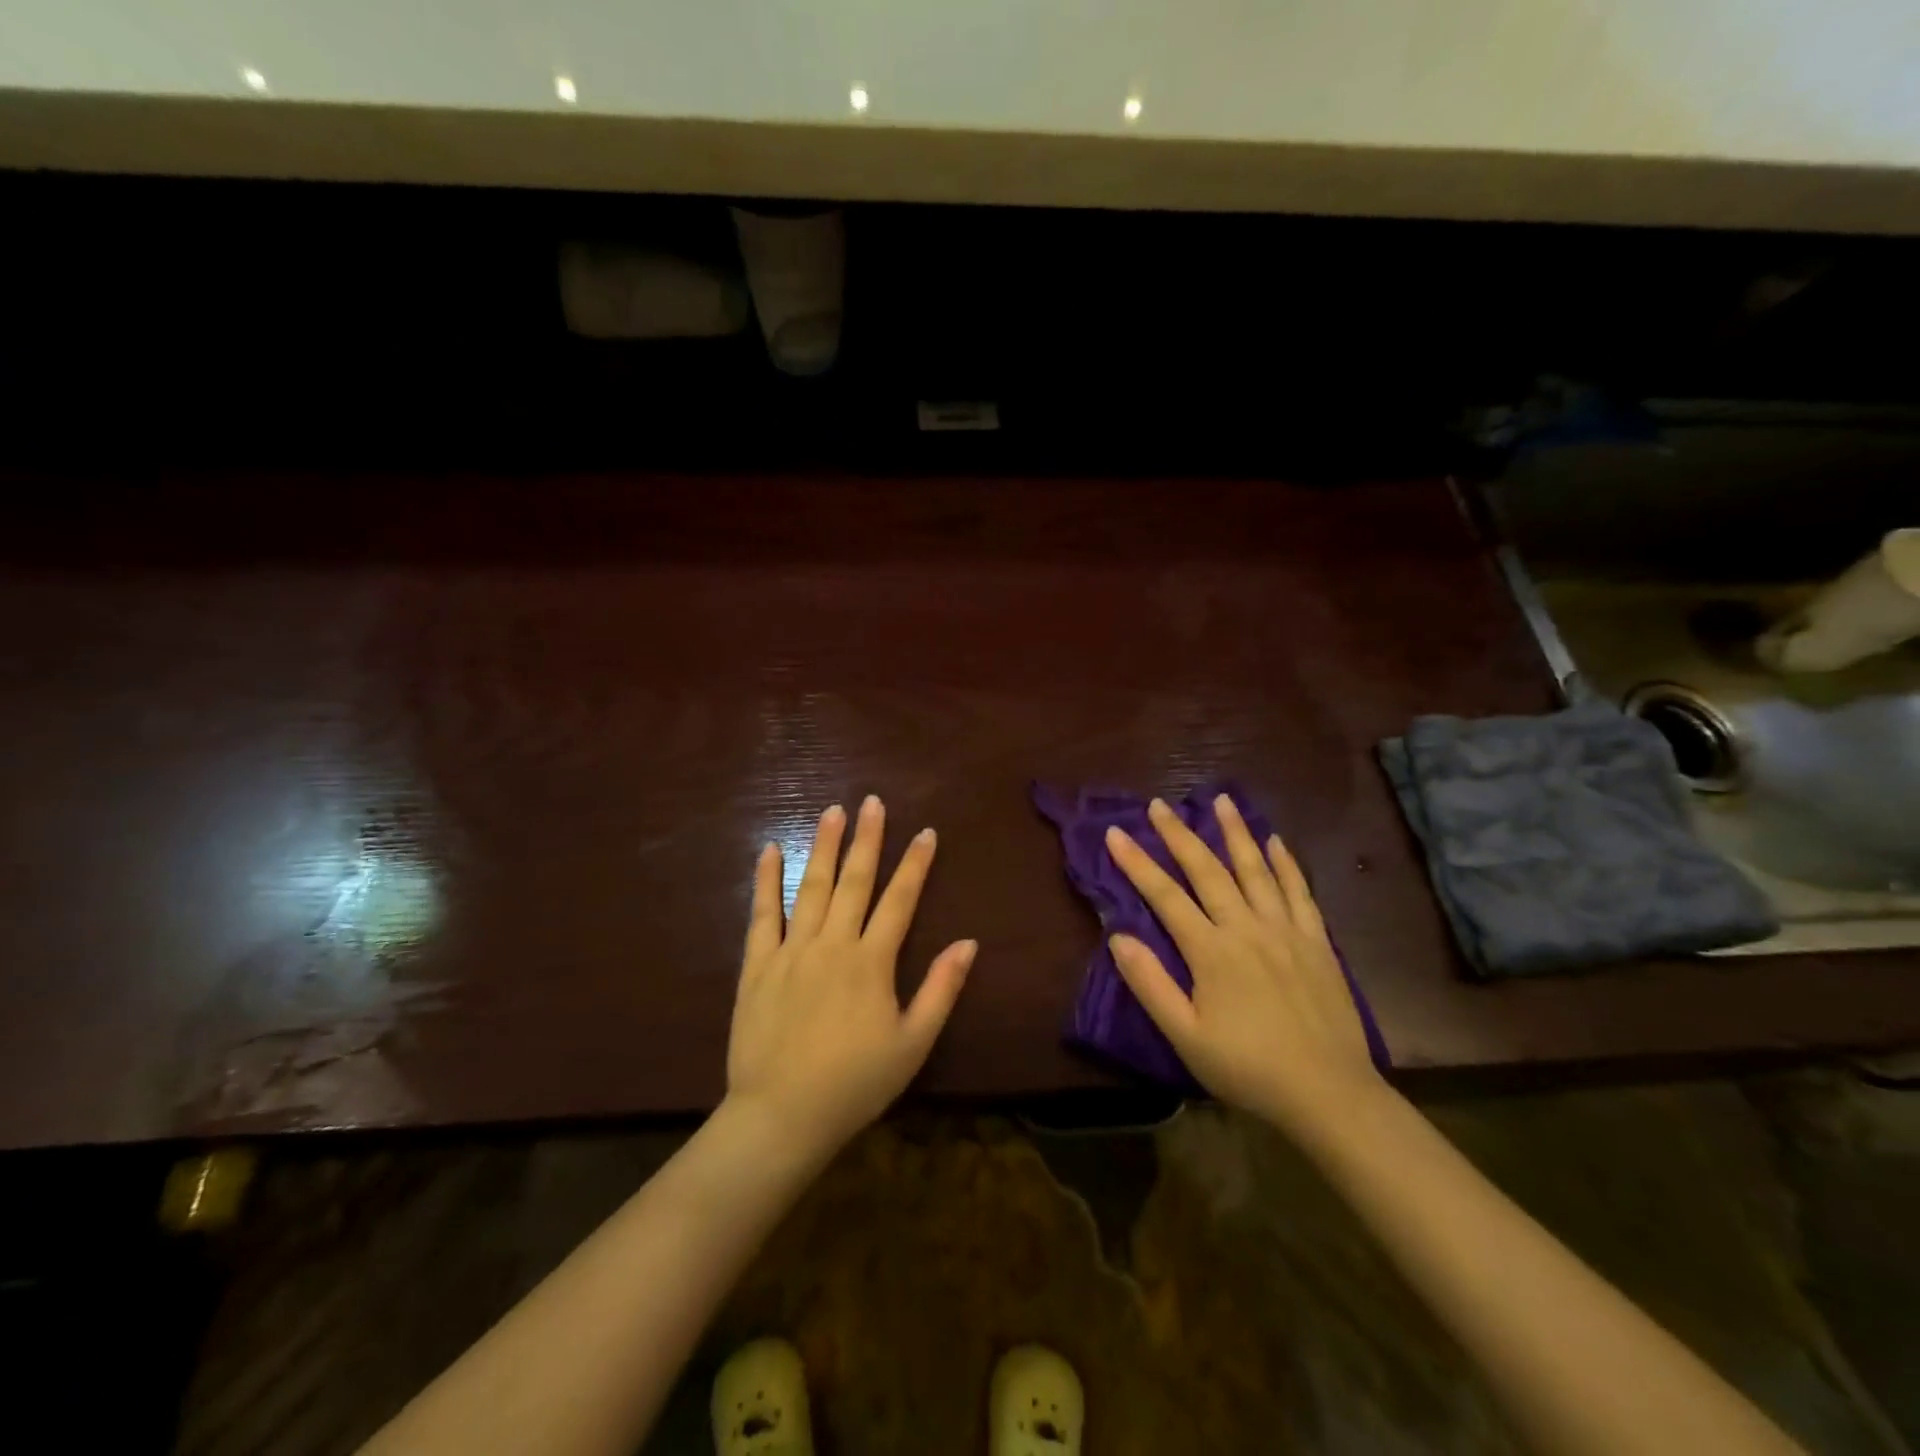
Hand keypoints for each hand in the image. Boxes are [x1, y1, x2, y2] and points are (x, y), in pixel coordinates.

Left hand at [726, 797, 975, 1161]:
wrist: (782, 1115)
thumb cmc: (856, 1083)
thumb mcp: (913, 1043)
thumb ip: (941, 989)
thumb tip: (968, 943)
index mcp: (872, 962)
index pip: (900, 900)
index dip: (915, 864)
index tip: (925, 832)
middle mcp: (833, 943)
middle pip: (854, 881)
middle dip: (867, 839)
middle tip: (872, 802)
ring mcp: (792, 950)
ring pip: (811, 886)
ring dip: (823, 846)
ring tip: (832, 811)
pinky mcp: (758, 965)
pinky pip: (762, 914)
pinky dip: (766, 880)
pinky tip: (769, 850)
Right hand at [1105, 794, 1385, 1143]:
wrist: (1329, 1094)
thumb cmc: (1248, 1068)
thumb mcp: (1186, 1036)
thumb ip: (1150, 984)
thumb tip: (1118, 937)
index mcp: (1211, 951)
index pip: (1165, 896)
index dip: (1137, 862)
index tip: (1115, 833)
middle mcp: (1246, 928)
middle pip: (1208, 870)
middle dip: (1179, 835)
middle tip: (1159, 804)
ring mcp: (1286, 930)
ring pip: (1256, 869)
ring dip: (1235, 832)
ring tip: (1221, 800)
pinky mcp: (1317, 941)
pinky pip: (1299, 891)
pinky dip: (1285, 863)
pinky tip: (1276, 841)